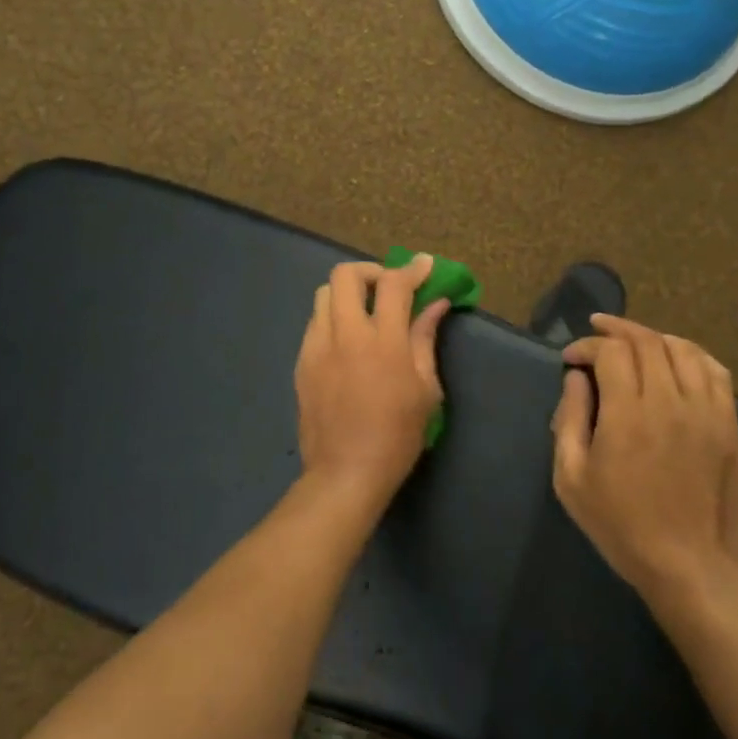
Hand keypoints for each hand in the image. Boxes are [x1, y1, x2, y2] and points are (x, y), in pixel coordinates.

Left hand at [294, 257, 450, 510]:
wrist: (345, 473)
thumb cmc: (396, 436)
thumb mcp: (426, 390)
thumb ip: (425, 339)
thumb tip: (435, 304)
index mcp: (383, 341)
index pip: (394, 284)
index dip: (411, 269)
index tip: (423, 265)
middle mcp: (345, 334)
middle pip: (346, 274)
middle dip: (370, 271)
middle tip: (388, 289)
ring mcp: (317, 346)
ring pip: (324, 294)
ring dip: (347, 294)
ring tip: (364, 314)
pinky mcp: (302, 362)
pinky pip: (315, 323)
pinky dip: (333, 319)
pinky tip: (347, 343)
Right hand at [551, 315, 737, 607]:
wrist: (694, 569)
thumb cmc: (622, 526)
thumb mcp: (572, 479)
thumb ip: (569, 420)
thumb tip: (575, 378)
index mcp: (627, 414)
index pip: (610, 352)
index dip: (586, 346)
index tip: (571, 359)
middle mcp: (669, 402)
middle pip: (646, 341)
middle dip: (617, 330)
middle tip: (597, 332)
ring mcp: (706, 412)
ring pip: (683, 349)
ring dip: (653, 337)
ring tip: (635, 342)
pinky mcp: (730, 426)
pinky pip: (716, 372)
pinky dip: (692, 354)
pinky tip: (677, 359)